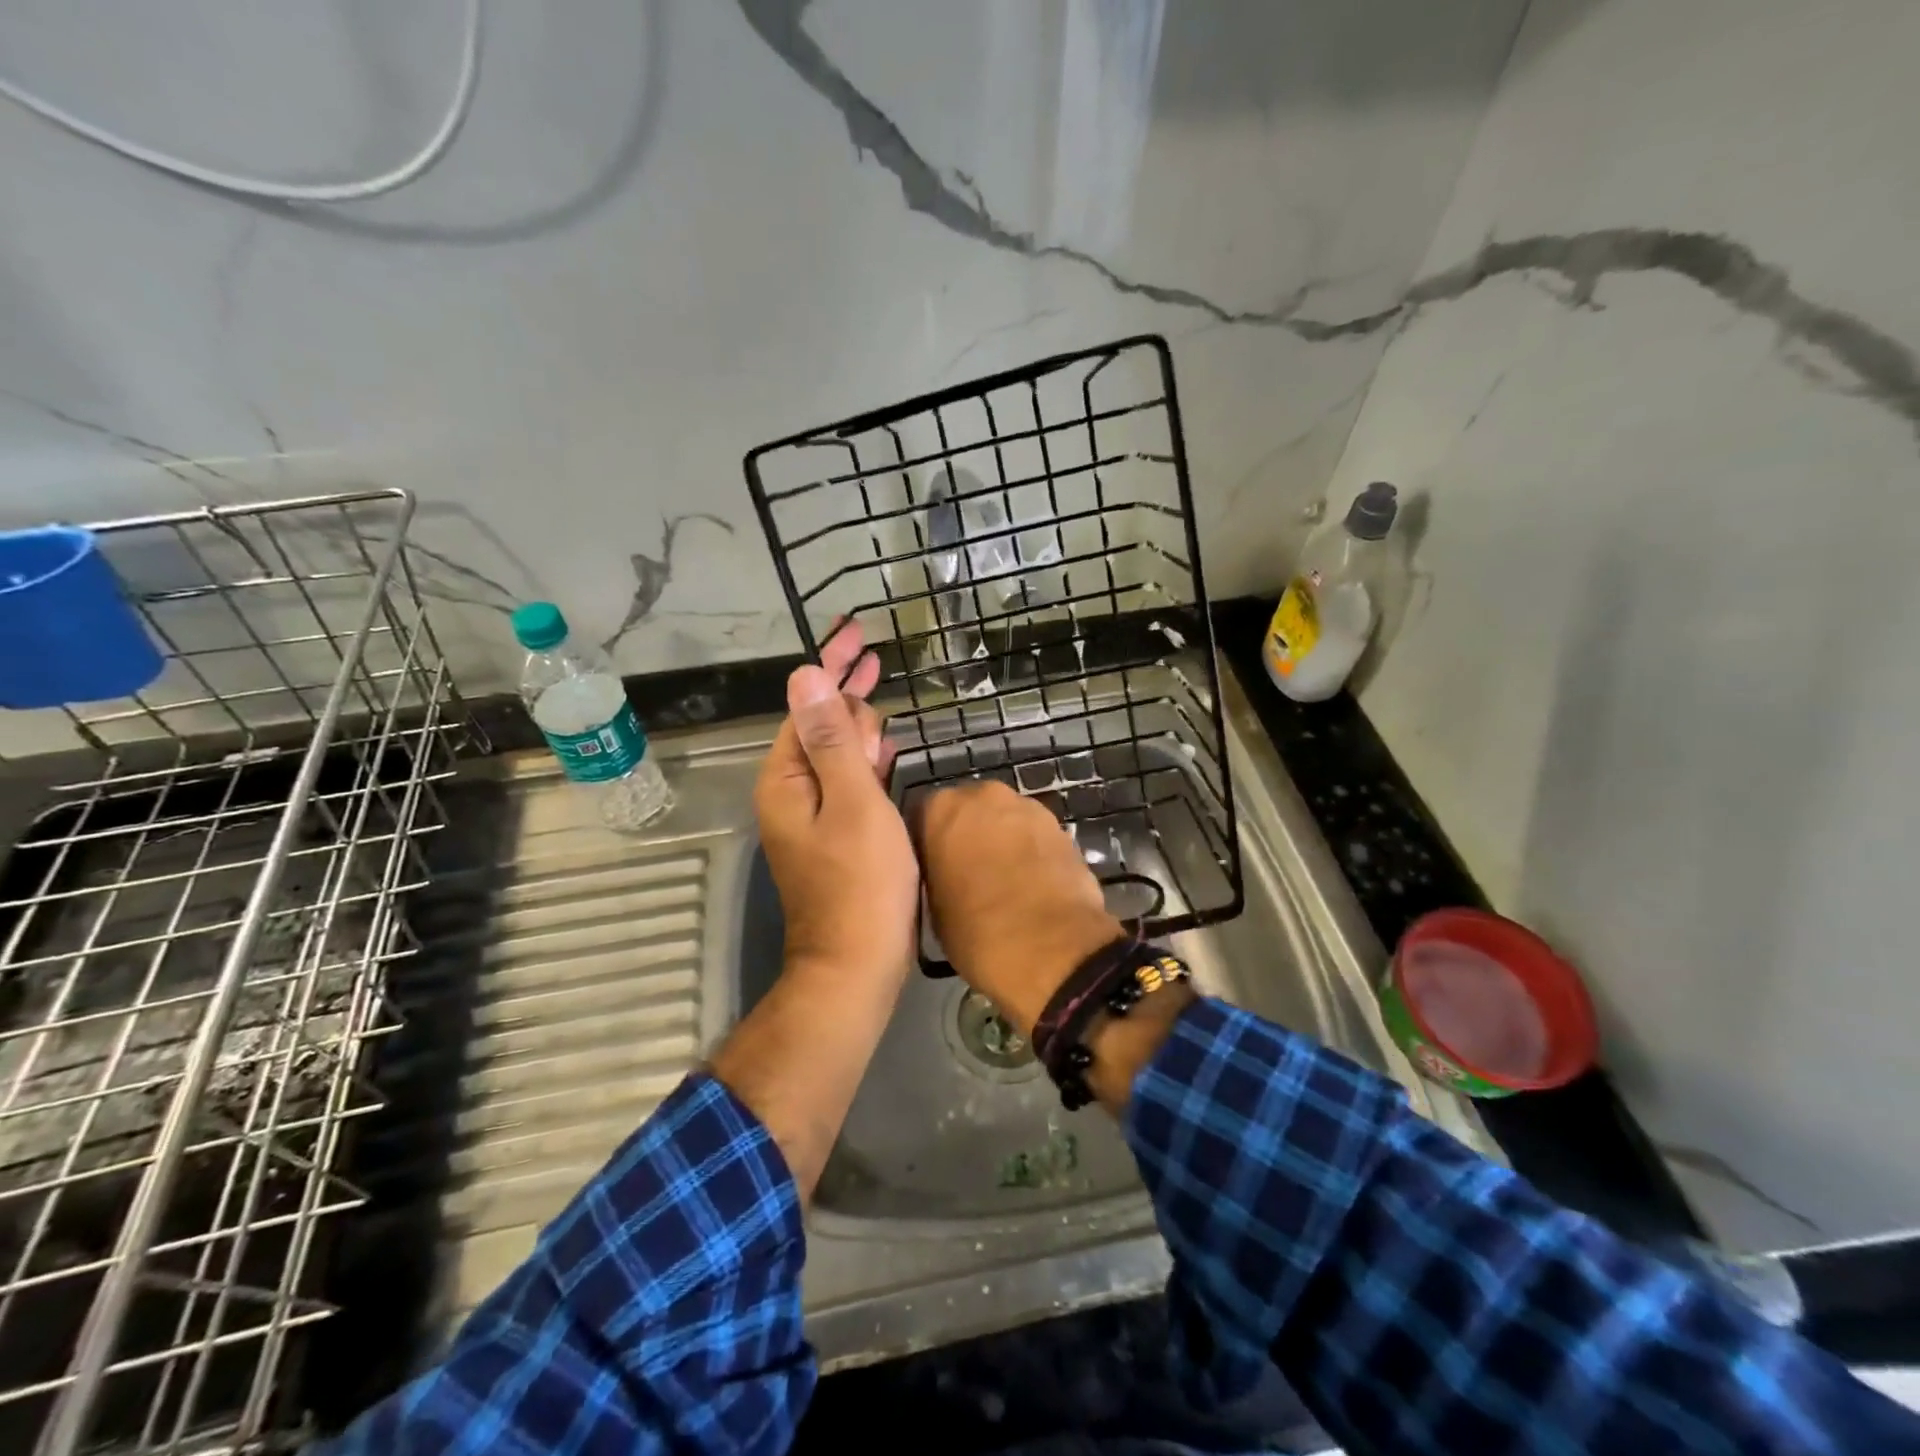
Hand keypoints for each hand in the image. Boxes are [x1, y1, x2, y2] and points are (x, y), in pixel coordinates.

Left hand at [753, 622, 916, 990]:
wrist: (857, 965)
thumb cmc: (861, 883)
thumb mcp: (851, 803)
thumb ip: (831, 738)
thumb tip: (805, 675)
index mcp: (787, 778)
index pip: (807, 704)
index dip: (831, 665)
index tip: (855, 631)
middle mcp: (792, 792)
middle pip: (819, 724)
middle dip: (844, 687)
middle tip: (872, 652)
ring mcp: (814, 816)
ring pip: (835, 753)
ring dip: (856, 720)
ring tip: (877, 686)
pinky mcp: (837, 835)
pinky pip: (849, 781)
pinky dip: (865, 757)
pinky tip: (882, 744)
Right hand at [911, 780, 1122, 1035]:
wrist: (1053, 949)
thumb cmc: (977, 932)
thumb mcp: (932, 908)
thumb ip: (934, 874)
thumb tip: (945, 874)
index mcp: (941, 809)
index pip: (922, 817)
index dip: (927, 845)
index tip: (932, 870)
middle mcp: (984, 795)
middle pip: (968, 810)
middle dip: (967, 835)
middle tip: (967, 873)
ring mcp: (1028, 807)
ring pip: (1005, 820)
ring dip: (1001, 841)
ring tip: (1003, 882)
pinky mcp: (1062, 827)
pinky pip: (1034, 836)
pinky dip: (1030, 853)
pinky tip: (1031, 884)